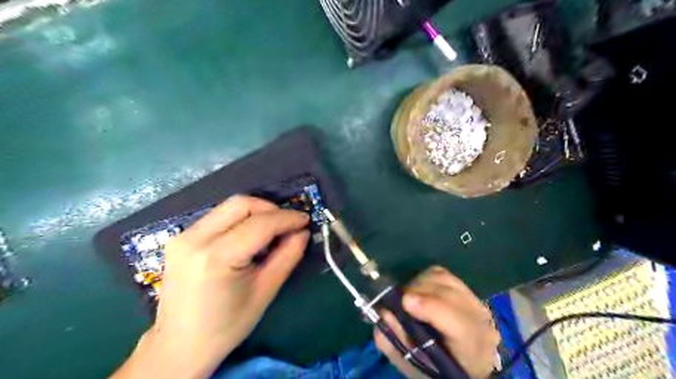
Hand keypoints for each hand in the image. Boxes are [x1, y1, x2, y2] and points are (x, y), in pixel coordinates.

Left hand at [111, 196, 309, 378]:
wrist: (179, 346)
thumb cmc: (226, 325)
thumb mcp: (265, 291)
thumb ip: (288, 256)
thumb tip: (303, 232)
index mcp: (216, 257)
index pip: (259, 223)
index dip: (287, 218)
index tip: (305, 220)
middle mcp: (195, 239)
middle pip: (241, 204)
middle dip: (271, 209)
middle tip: (288, 225)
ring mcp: (183, 236)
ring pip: (229, 207)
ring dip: (256, 213)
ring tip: (272, 232)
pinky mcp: (181, 238)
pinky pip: (218, 216)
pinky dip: (240, 220)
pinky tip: (250, 237)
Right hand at [375, 267, 501, 378]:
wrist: (463, 363)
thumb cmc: (436, 369)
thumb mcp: (413, 365)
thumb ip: (395, 342)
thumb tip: (383, 312)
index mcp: (472, 351)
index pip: (460, 325)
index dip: (432, 308)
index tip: (405, 301)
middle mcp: (480, 321)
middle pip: (449, 294)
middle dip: (418, 292)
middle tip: (397, 301)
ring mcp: (475, 301)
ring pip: (444, 279)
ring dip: (419, 284)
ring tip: (407, 297)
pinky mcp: (466, 288)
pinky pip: (441, 273)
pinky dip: (425, 278)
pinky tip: (419, 290)